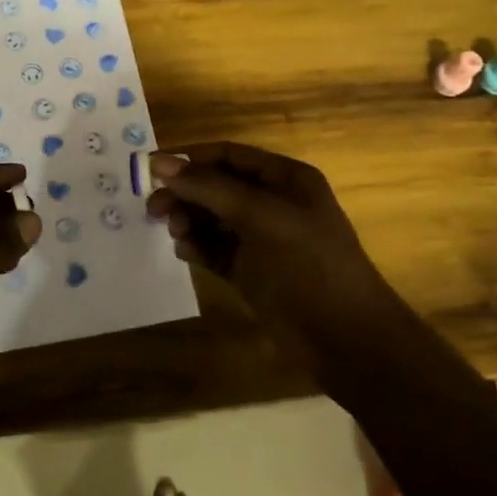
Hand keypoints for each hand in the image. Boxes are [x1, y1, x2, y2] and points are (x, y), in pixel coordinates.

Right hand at [144, 143, 393, 357]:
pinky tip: (185, 252)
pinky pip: (215, 249)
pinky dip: (198, 247)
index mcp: (285, 179)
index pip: (228, 155)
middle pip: (216, 186)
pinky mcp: (250, 272)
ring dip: (189, 220)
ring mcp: (261, 240)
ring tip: (175, 233)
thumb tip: (158, 162)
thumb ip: (208, 187)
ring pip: (212, 218)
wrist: (345, 340)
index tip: (151, 169)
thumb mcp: (259, 216)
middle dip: (185, 193)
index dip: (190, 158)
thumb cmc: (307, 264)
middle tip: (153, 208)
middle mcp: (272, 204)